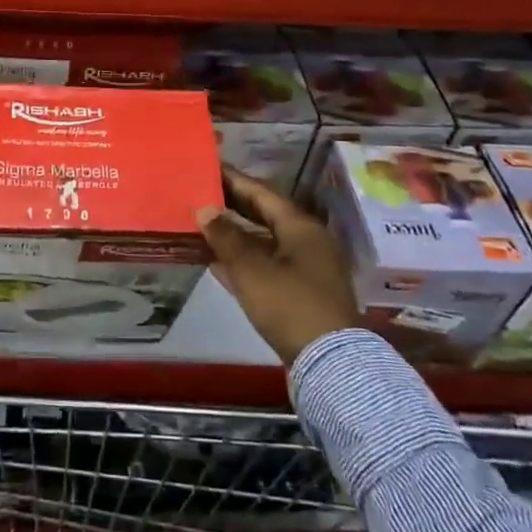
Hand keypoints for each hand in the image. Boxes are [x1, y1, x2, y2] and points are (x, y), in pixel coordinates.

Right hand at [197, 167, 358, 365]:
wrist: (330, 363)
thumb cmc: (289, 304)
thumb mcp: (251, 269)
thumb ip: (225, 236)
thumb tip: (205, 210)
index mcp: (300, 226)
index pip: (261, 192)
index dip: (233, 180)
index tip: (208, 168)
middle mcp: (308, 241)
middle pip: (265, 215)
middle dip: (233, 206)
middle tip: (201, 194)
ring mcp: (308, 269)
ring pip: (265, 242)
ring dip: (236, 235)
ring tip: (203, 225)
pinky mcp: (302, 294)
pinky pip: (268, 266)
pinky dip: (244, 261)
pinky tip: (218, 262)